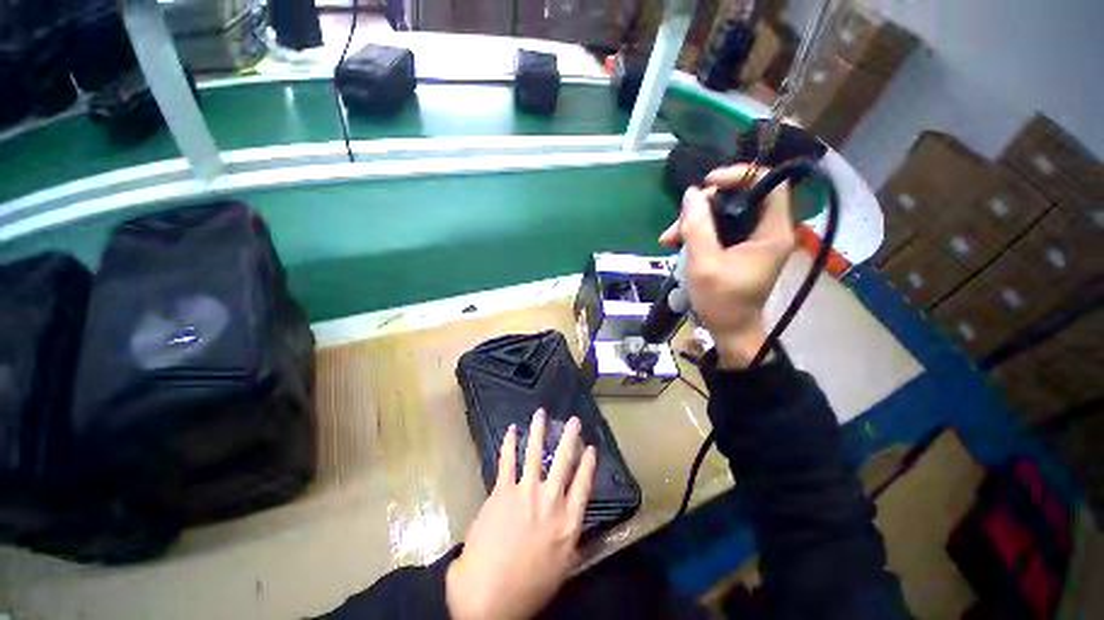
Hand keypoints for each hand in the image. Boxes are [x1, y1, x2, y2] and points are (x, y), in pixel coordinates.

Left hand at [446, 409, 597, 619]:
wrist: (488, 597)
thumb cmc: (528, 588)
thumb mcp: (561, 569)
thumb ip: (571, 541)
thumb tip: (575, 523)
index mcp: (568, 521)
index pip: (583, 484)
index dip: (588, 464)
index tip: (590, 447)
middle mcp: (550, 500)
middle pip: (563, 461)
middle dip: (569, 437)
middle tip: (573, 420)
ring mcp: (525, 492)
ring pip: (535, 452)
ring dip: (538, 430)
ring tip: (541, 414)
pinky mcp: (502, 491)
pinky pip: (507, 461)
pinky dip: (509, 443)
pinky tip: (511, 430)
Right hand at [659, 164, 795, 368]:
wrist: (729, 330)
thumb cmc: (721, 301)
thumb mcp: (704, 263)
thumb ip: (697, 227)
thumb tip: (690, 194)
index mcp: (772, 232)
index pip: (768, 183)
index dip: (738, 175)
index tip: (707, 184)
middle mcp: (768, 230)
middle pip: (739, 198)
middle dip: (704, 206)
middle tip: (676, 224)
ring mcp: (754, 240)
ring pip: (725, 214)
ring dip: (695, 222)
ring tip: (668, 240)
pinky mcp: (741, 249)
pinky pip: (720, 229)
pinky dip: (699, 233)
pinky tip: (677, 244)